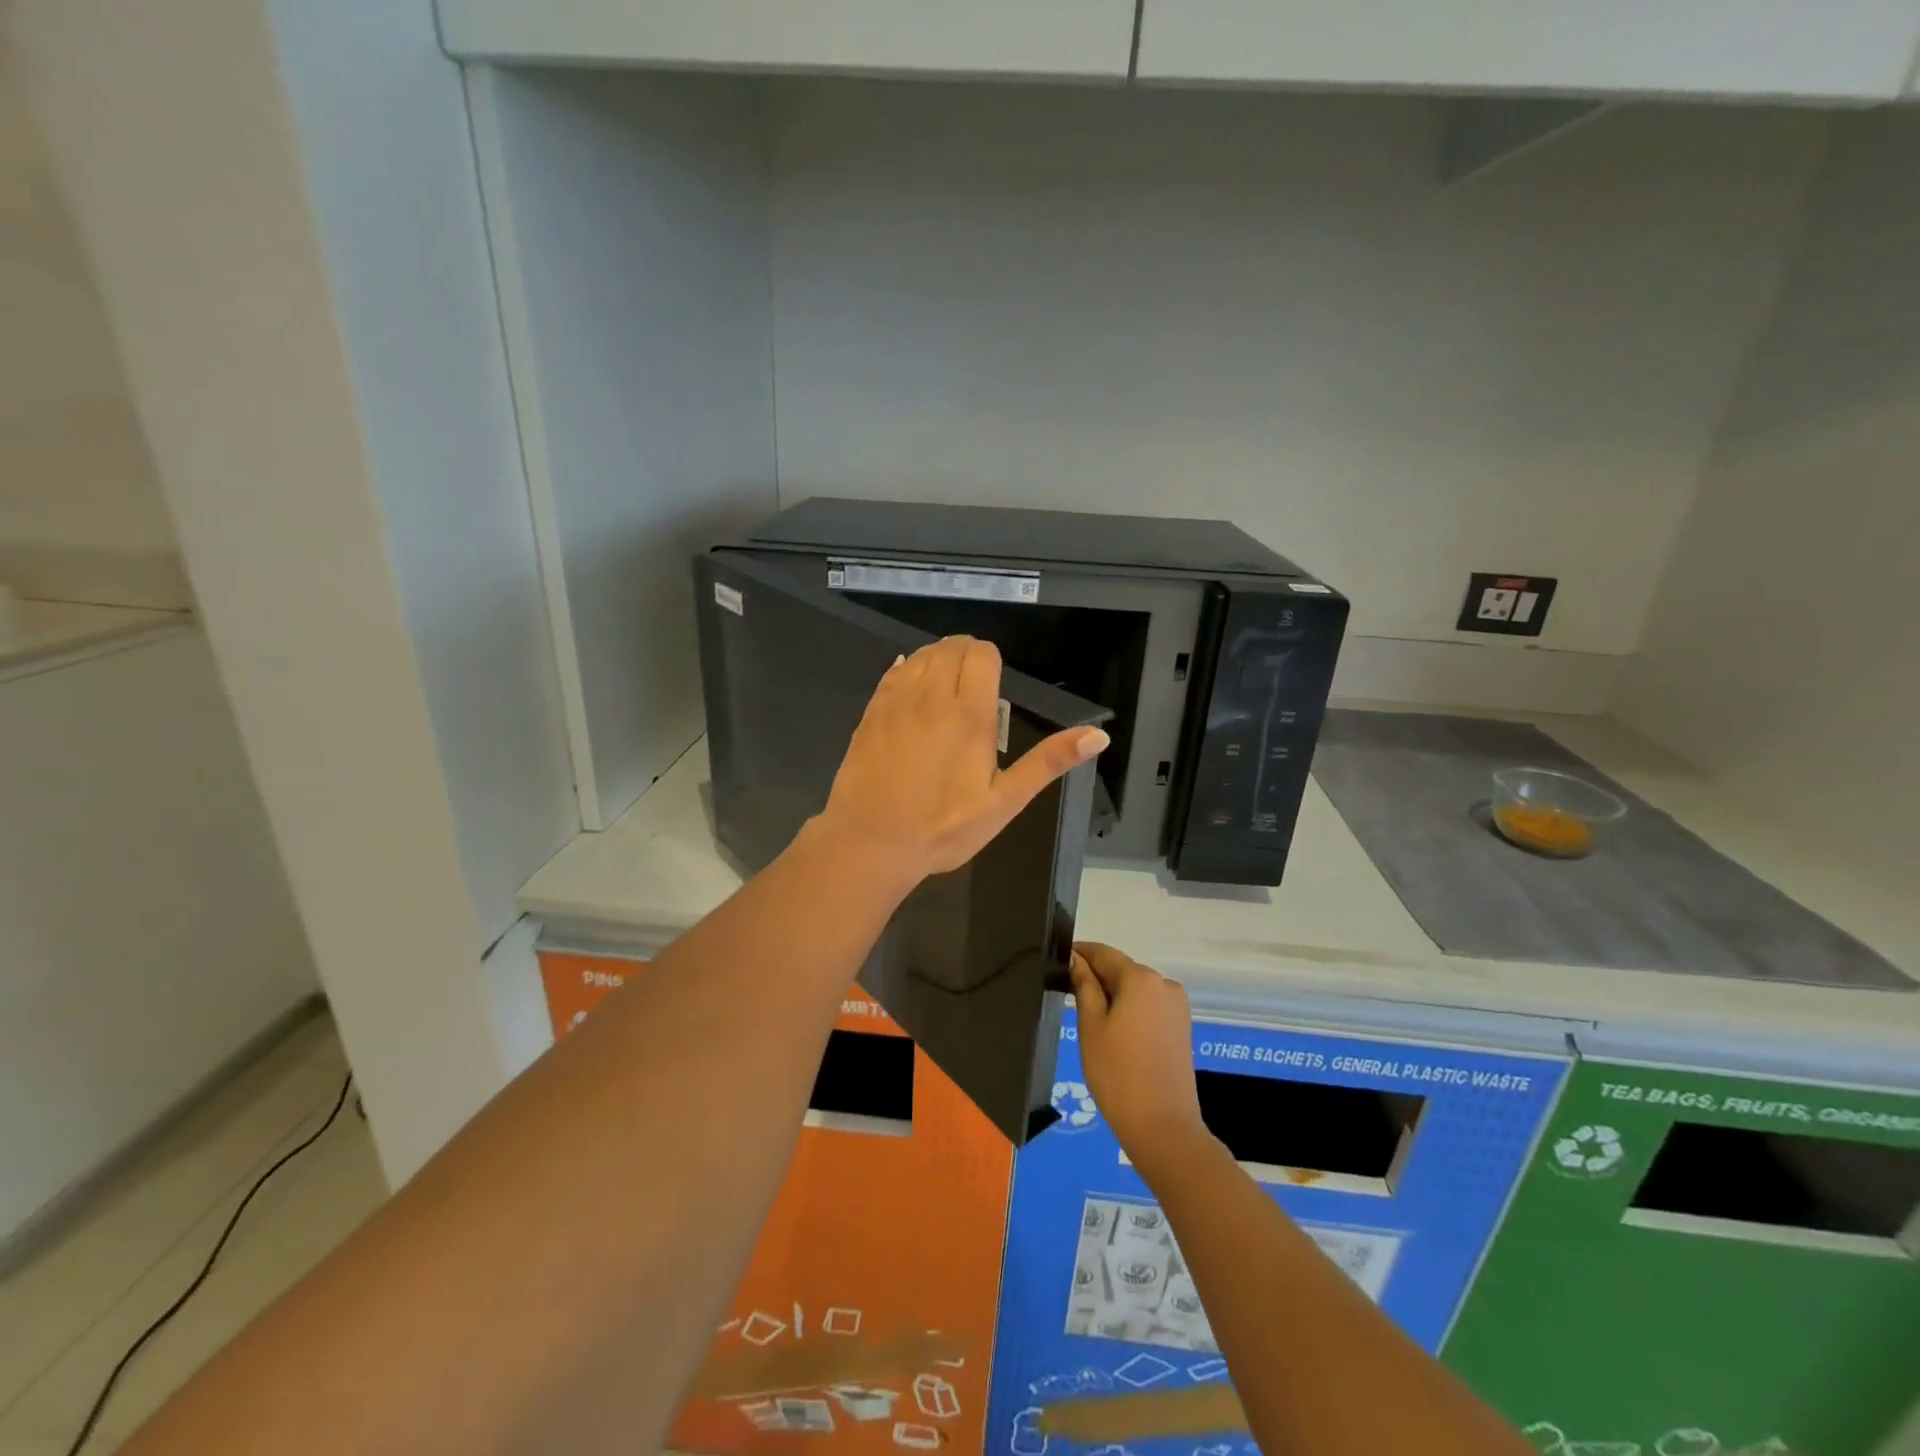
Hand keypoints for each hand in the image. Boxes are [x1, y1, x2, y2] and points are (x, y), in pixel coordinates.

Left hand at [813, 636, 1108, 885]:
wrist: (870, 842)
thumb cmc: (942, 827)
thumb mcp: (1004, 802)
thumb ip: (1048, 762)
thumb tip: (1099, 735)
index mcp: (969, 713)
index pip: (982, 653)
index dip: (991, 662)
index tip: (993, 690)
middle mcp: (931, 695)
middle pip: (951, 646)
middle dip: (966, 657)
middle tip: (972, 692)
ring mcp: (896, 701)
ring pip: (921, 654)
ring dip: (937, 661)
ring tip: (945, 693)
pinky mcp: (871, 712)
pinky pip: (893, 672)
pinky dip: (908, 671)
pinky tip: (913, 693)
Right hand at [1070, 943, 1211, 1181]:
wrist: (1163, 1127)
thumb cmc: (1118, 1074)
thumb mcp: (1091, 1027)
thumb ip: (1084, 986)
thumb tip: (1076, 959)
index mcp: (1141, 978)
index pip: (1104, 953)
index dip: (1080, 953)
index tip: (1057, 959)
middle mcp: (1164, 984)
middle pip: (1122, 969)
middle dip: (1095, 976)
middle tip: (1065, 992)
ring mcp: (1177, 1006)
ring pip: (1136, 988)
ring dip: (1112, 994)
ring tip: (1086, 1015)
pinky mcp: (1181, 1026)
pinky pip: (1149, 1005)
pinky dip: (1129, 1009)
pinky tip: (1112, 1030)